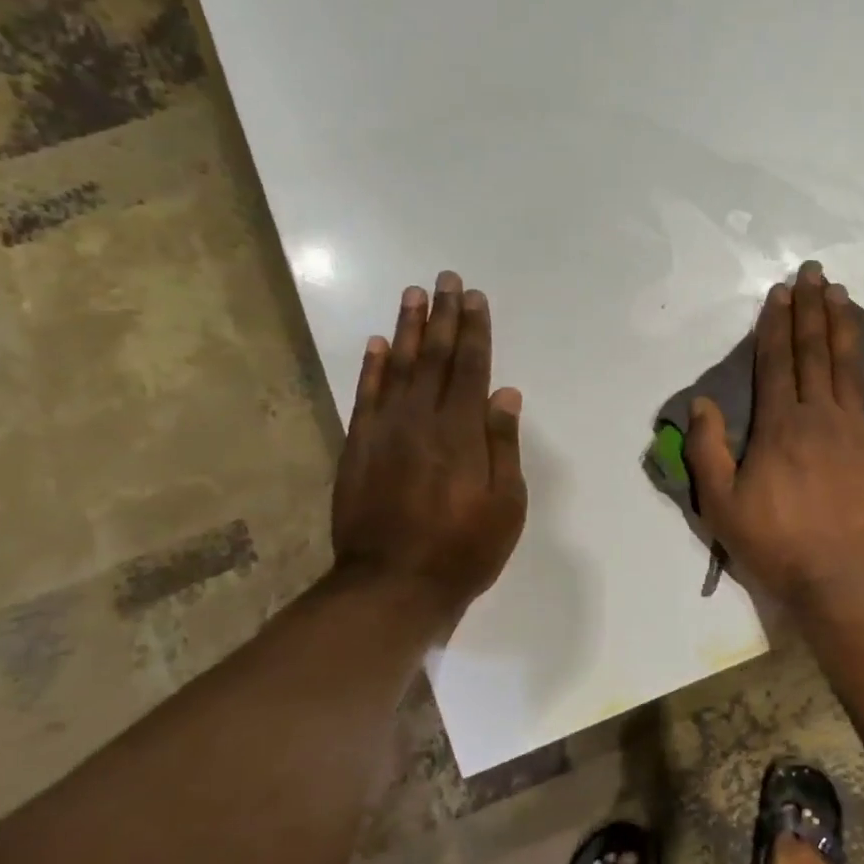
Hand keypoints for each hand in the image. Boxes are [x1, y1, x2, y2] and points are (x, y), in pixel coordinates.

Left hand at [331, 273, 527, 617]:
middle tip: (445, 279)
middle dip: (443, 316)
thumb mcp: (506, 505)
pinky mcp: (358, 448)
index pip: (472, 368)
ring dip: (408, 329)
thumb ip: (503, 446)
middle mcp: (422, 421)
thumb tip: (505, 394)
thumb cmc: (463, 549)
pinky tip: (377, 344)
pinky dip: (372, 367)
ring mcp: (385, 432)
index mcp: (462, 433)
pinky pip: (365, 396)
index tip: (474, 297)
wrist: (391, 585)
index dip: (475, 331)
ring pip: (399, 368)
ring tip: (413, 294)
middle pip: (436, 358)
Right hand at [686, 261, 863, 612]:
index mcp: (779, 426)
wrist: (841, 579)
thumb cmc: (776, 544)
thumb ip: (707, 450)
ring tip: (839, 291)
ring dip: (842, 325)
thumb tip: (701, 402)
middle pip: (812, 353)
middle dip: (809, 310)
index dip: (775, 325)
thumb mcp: (721, 505)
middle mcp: (819, 416)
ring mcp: (858, 430)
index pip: (775, 363)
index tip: (779, 292)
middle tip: (811, 272)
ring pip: (848, 366)